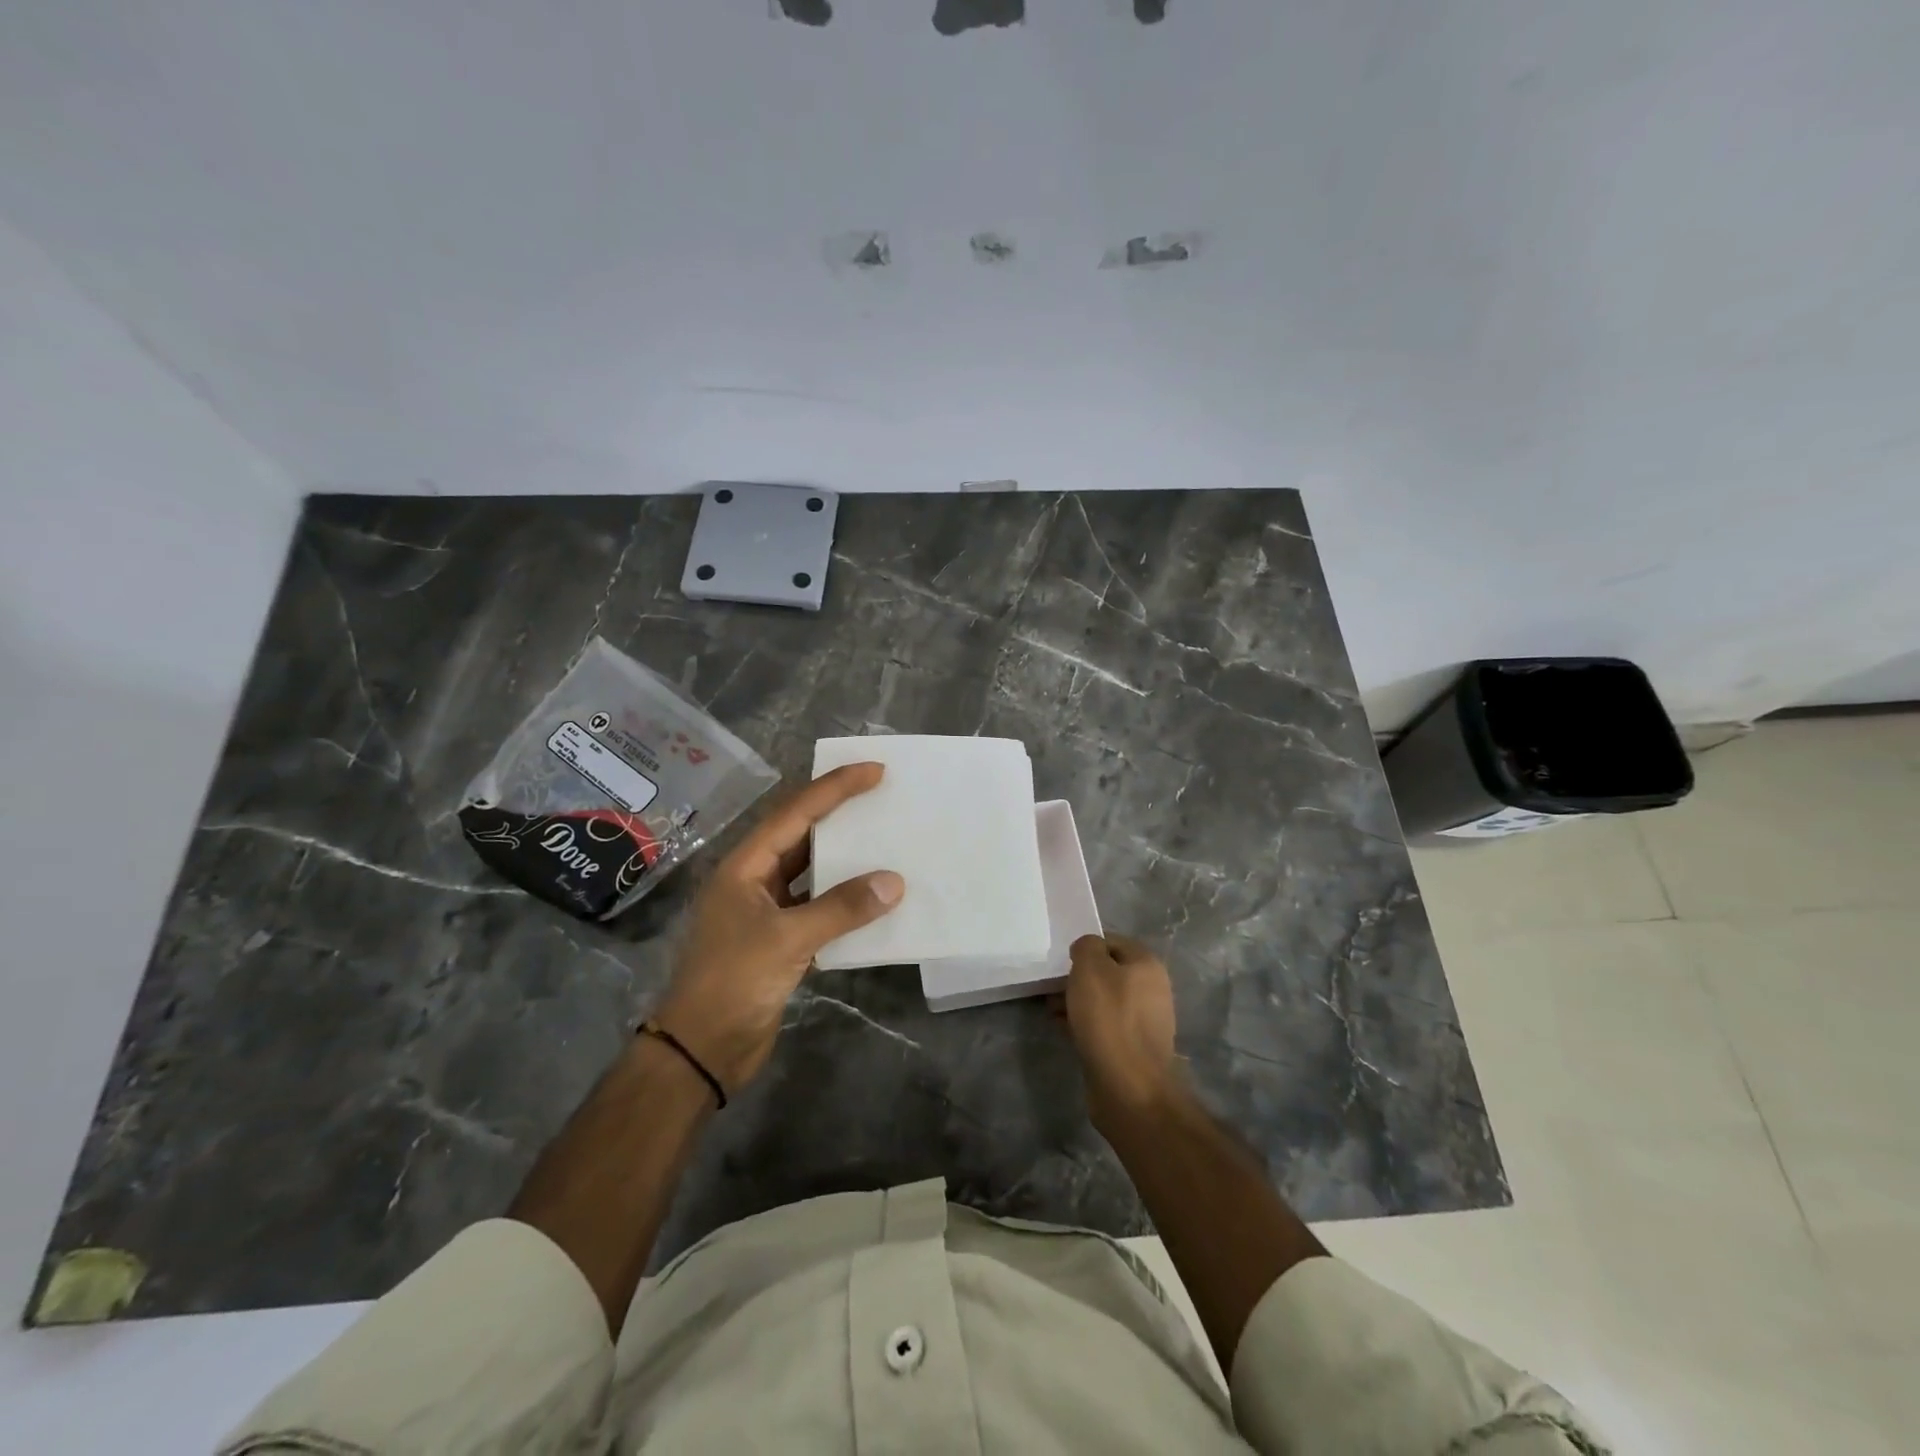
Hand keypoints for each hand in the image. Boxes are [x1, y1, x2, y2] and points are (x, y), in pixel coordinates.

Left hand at [653, 762, 903, 1093]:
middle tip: (882, 795)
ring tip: (884, 837)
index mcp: (744, 866)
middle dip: (839, 813)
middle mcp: (753, 880)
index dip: (834, 788)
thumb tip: (894, 881)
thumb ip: (841, 908)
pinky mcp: (779, 941)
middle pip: (801, 835)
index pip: (794, 814)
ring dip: (844, 858)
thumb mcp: (788, 940)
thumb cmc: (733, 982)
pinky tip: (873, 896)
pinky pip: (818, 906)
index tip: (873, 771)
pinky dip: (844, 899)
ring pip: (810, 871)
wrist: (701, 1051)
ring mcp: (765, 911)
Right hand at [1065, 934, 1182, 1129]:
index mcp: (1147, 965)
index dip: (1086, 948)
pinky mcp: (1133, 1048)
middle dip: (1079, 978)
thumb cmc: (1109, 1018)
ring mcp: (1144, 1021)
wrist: (1129, 1086)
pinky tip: (1063, 1029)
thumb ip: (1087, 947)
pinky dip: (1084, 1024)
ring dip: (1078, 1002)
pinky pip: (1105, 1026)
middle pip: (1108, 973)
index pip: (1112, 942)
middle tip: (1053, 987)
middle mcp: (1152, 989)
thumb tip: (1087, 949)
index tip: (1063, 961)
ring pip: (1105, 1001)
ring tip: (1052, 1009)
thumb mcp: (1090, 968)